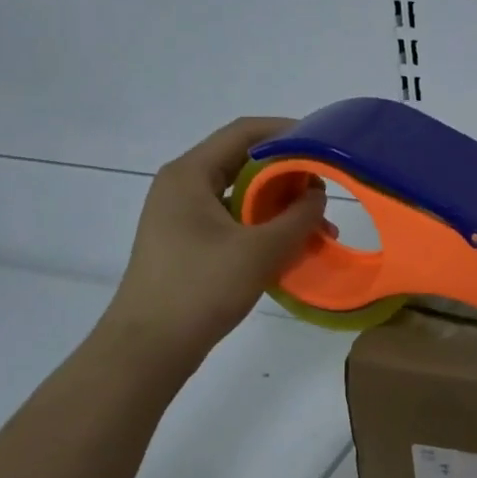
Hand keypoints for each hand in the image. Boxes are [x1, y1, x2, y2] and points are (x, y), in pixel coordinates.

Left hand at [99, 117, 324, 375]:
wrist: (150, 346)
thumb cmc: (201, 288)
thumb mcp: (260, 250)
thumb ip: (297, 217)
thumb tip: (317, 195)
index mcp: (190, 175)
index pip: (244, 132)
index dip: (288, 131)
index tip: (325, 143)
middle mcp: (183, 187)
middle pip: (244, 163)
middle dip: (289, 177)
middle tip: (327, 194)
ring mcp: (182, 217)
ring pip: (241, 197)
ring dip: (281, 208)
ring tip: (318, 229)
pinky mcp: (188, 243)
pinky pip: (234, 222)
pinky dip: (265, 229)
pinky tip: (292, 249)